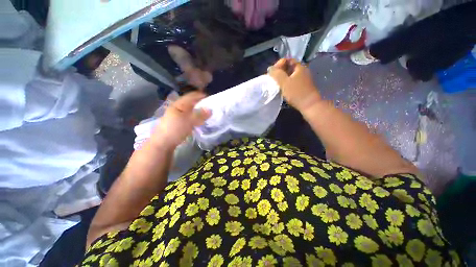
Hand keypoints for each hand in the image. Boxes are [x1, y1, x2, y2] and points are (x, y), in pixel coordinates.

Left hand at [150, 92, 210, 149]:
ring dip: (199, 111)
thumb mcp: (188, 121)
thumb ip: (200, 115)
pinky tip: (200, 120)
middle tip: (211, 106)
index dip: (200, 95)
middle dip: (201, 103)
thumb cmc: (175, 130)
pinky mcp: (179, 123)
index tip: (211, 97)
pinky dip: (196, 117)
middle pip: (191, 103)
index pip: (191, 96)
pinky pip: (190, 117)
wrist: (163, 143)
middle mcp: (178, 108)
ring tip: (208, 113)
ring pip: (191, 110)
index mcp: (179, 104)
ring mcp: (177, 116)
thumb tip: (211, 109)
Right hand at [268, 59, 321, 111]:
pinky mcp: (302, 86)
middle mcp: (302, 71)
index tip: (273, 72)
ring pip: (290, 75)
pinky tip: (282, 88)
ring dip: (282, 78)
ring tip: (276, 84)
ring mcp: (303, 79)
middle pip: (289, 67)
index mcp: (299, 67)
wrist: (309, 105)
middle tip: (273, 78)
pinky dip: (286, 82)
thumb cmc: (296, 93)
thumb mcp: (285, 82)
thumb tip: (270, 68)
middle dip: (280, 71)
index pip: (287, 60)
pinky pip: (292, 81)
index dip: (279, 64)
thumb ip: (277, 74)